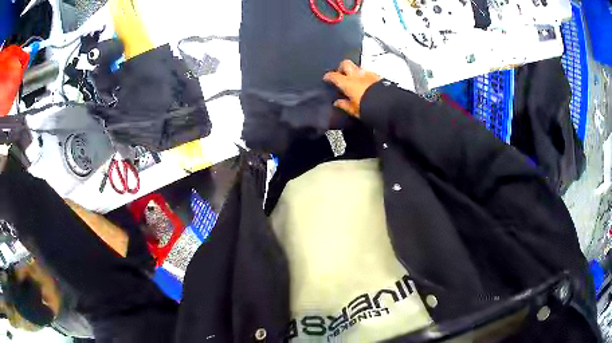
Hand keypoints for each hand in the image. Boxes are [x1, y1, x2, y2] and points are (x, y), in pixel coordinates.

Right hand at [323, 60, 380, 116]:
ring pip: (358, 67)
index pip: (334, 76)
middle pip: (345, 63)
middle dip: (341, 67)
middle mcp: (357, 75)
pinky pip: (369, 73)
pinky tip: (366, 83)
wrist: (388, 106)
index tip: (327, 78)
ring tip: (355, 80)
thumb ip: (344, 105)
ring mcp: (368, 74)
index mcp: (347, 83)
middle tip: (341, 74)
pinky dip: (365, 76)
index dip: (328, 76)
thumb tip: (338, 103)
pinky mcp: (378, 76)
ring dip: (355, 71)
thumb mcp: (354, 110)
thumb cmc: (370, 108)